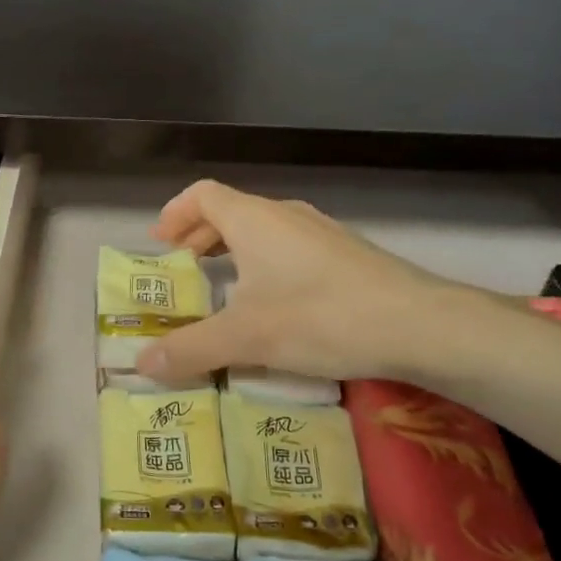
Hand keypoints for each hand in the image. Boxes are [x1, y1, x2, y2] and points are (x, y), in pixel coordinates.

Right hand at [138, 179, 490, 384]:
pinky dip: (266, 263)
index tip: (161, 244)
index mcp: (253, 219)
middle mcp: (285, 214)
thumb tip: (140, 365)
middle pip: (230, 211)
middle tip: (185, 269)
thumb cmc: (321, 317)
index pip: (202, 195)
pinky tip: (276, 303)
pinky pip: (290, 247)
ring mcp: (321, 231)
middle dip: (201, 236)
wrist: (420, 324)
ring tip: (226, 287)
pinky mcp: (346, 254)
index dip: (175, 213)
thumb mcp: (247, 337)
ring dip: (235, 250)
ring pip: (263, 230)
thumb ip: (191, 349)